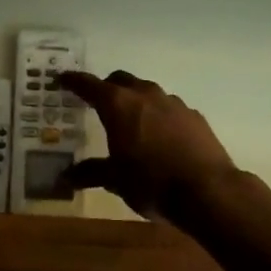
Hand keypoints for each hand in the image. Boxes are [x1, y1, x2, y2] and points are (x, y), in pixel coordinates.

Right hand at [57, 70, 239, 221]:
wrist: (208, 191)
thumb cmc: (151, 183)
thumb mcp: (115, 180)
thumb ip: (91, 173)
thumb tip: (65, 177)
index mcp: (118, 105)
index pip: (89, 84)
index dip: (74, 81)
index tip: (63, 79)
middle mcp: (144, 95)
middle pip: (120, 80)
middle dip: (107, 87)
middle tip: (98, 102)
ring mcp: (173, 103)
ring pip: (147, 92)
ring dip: (136, 101)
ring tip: (131, 121)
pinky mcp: (194, 116)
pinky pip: (169, 108)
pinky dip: (159, 116)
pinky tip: (161, 137)